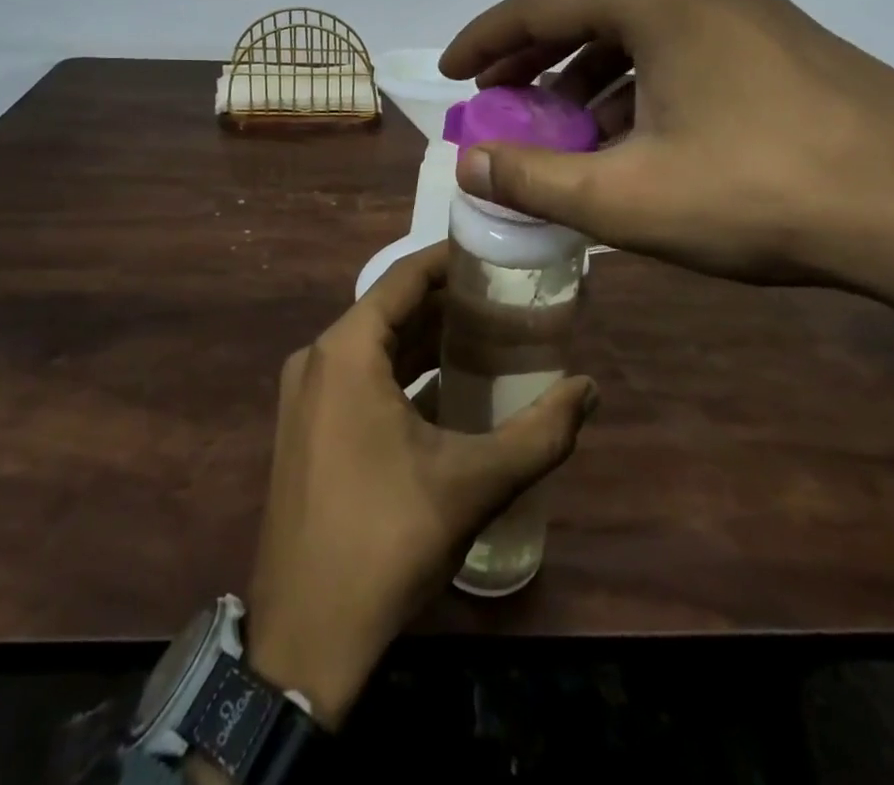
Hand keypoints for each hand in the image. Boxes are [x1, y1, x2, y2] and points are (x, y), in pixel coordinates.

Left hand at [244, 244, 596, 728]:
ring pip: (375, 347)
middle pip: (390, 310)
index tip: (494, 254)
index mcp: (346, 351)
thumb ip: (539, 433)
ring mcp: (305, 396)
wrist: (304, 640)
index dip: (450, 260)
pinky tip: (447, 391)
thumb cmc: (385, 541)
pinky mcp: (306, 430)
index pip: (404, 277)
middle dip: (447, 303)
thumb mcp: (472, 484)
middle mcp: (318, 359)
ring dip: (426, 341)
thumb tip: (589, 389)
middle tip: (504, 300)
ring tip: (487, 338)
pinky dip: (402, 374)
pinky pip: (359, 379)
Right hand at [440, 0, 893, 369]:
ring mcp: (749, 7)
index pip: (540, 7)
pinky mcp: (782, 38)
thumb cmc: (759, 194)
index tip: (450, 72)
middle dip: (533, 60)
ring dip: (587, 76)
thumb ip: (533, 177)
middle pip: (588, 14)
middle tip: (495, 96)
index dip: (484, 40)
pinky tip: (635, 132)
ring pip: (639, 33)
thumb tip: (467, 162)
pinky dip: (640, 83)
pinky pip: (683, 49)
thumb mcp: (626, 197)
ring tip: (559, 124)